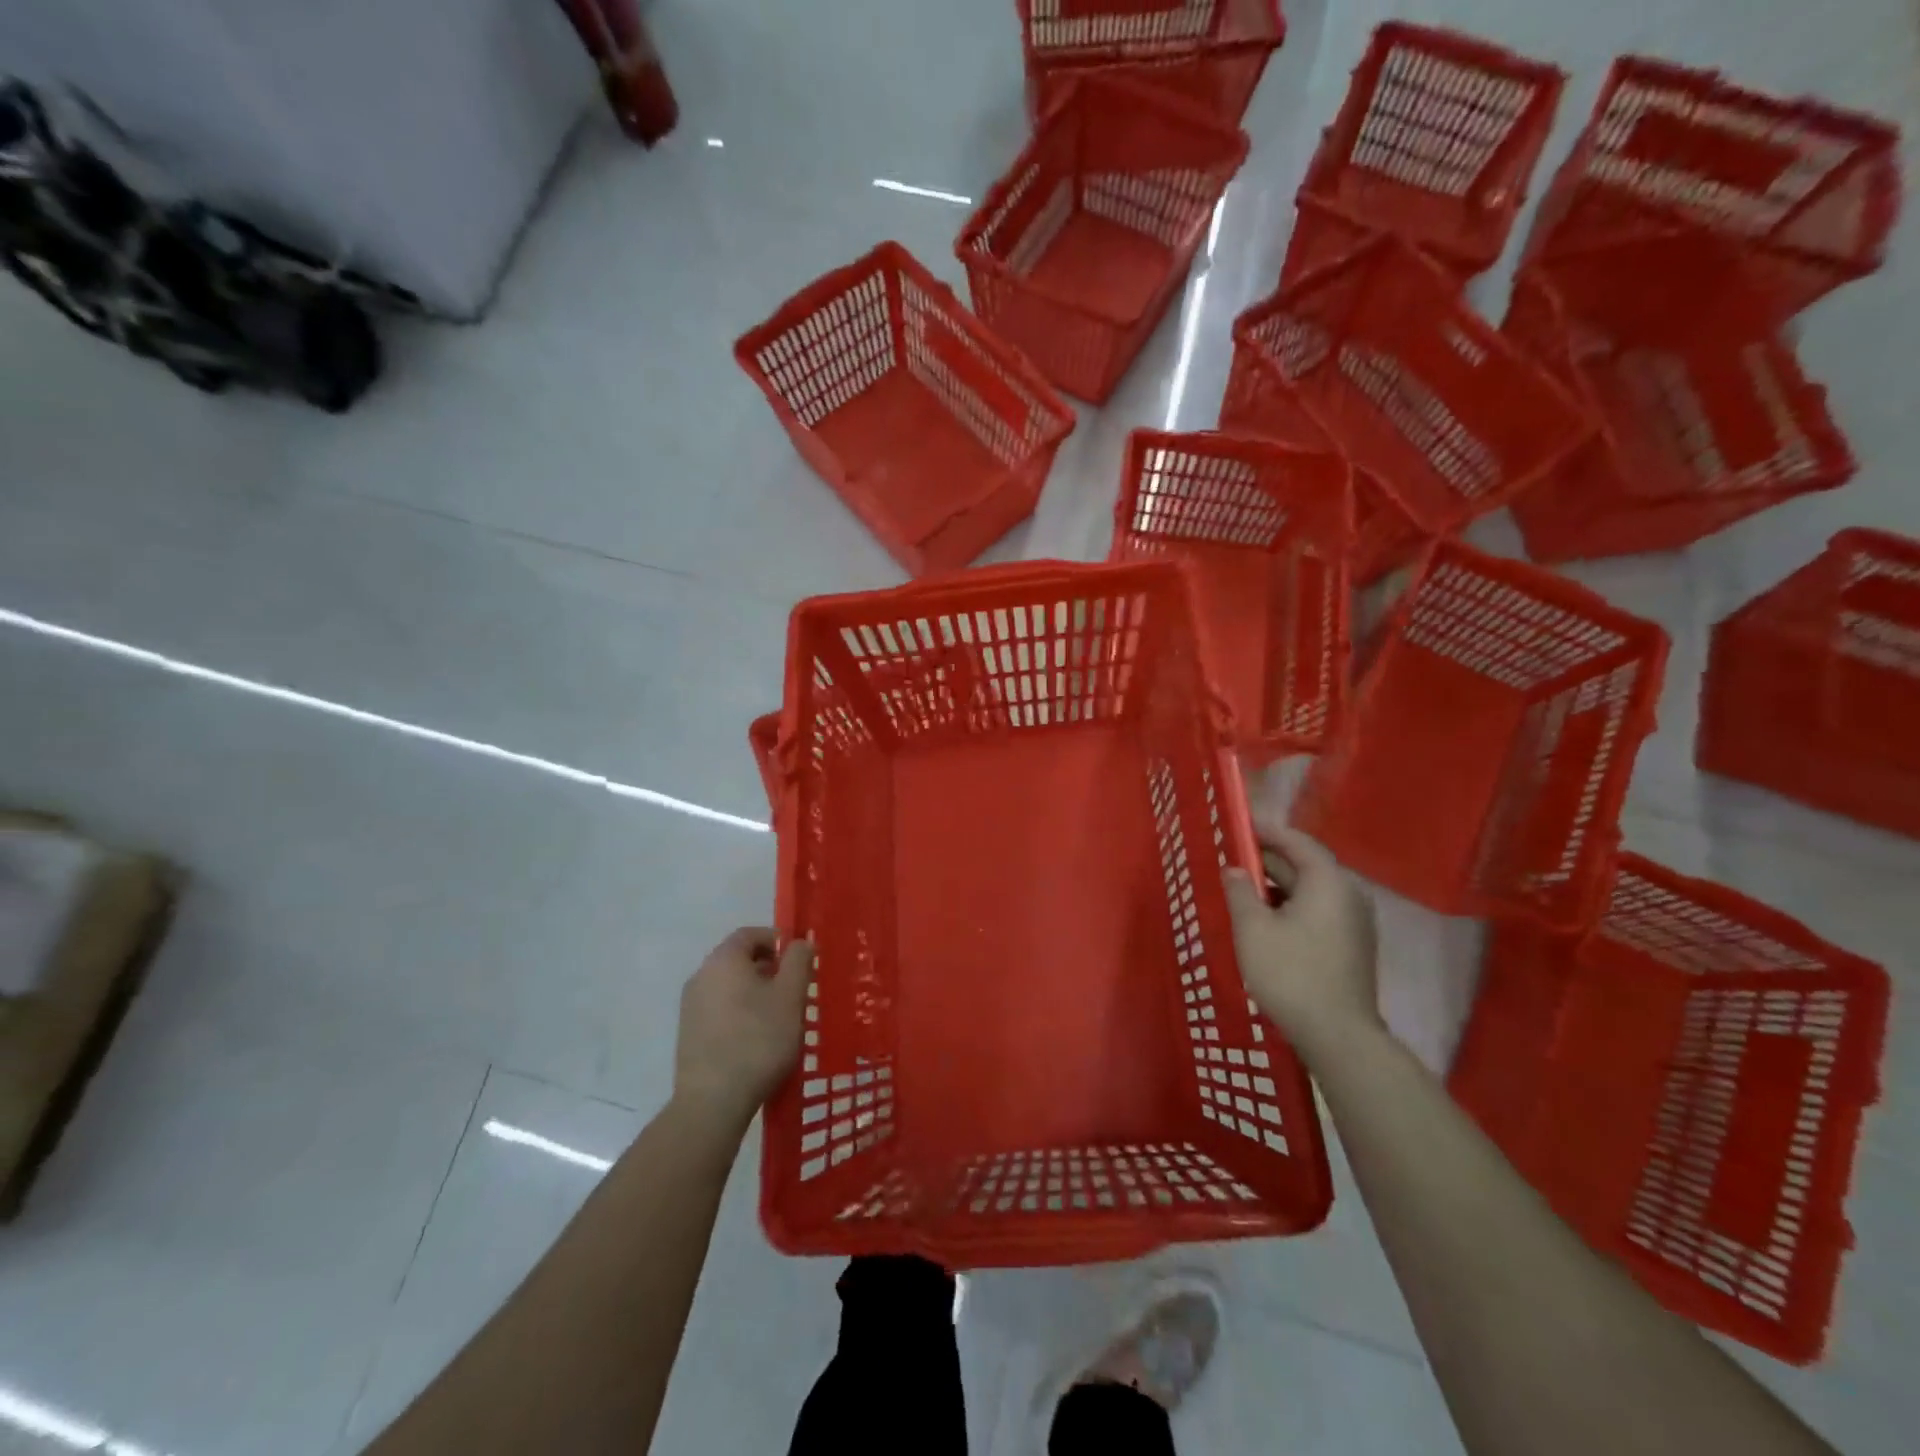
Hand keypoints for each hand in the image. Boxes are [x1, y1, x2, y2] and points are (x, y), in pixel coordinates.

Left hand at [673, 927, 813, 1127]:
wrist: (713, 1102)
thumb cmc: (758, 1039)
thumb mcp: (791, 996)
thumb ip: (799, 961)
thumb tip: (801, 942)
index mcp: (724, 959)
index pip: (751, 934)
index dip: (778, 940)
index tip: (800, 960)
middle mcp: (701, 975)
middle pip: (739, 959)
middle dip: (769, 968)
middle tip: (794, 989)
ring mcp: (690, 1006)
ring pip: (729, 986)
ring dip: (755, 992)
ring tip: (779, 1016)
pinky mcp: (688, 1033)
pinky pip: (719, 1009)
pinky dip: (740, 1012)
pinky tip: (757, 1038)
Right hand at [1223, 810, 1379, 1061]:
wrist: (1338, 1036)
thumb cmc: (1290, 973)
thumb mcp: (1253, 928)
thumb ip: (1241, 891)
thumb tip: (1235, 869)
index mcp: (1329, 882)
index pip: (1297, 842)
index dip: (1266, 831)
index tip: (1237, 826)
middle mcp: (1349, 894)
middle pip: (1306, 864)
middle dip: (1269, 860)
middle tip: (1232, 858)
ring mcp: (1355, 922)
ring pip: (1311, 890)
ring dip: (1278, 885)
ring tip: (1243, 889)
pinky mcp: (1352, 945)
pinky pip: (1318, 911)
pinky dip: (1291, 906)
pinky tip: (1266, 920)